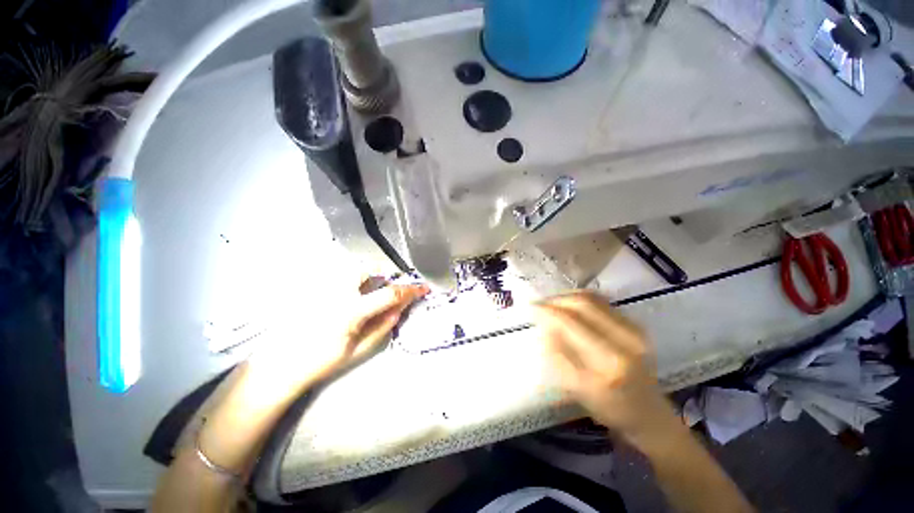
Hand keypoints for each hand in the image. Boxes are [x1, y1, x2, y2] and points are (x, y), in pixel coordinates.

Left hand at [247, 279, 428, 399]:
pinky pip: (340, 275)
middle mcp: (337, 291)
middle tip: (388, 290)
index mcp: (351, 310)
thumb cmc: (322, 361)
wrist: (281, 365)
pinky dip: (353, 280)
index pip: (389, 293)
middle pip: (369, 269)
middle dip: (384, 275)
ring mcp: (323, 287)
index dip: (410, 290)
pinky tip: (351, 296)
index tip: (423, 288)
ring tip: (370, 292)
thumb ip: (383, 326)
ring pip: (353, 268)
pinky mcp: (314, 287)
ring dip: (369, 275)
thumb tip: (400, 309)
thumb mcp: (358, 348)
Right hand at [534, 291, 678, 449]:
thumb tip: (544, 323)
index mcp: (610, 361)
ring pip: (593, 298)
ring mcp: (635, 329)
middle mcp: (626, 338)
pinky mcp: (636, 324)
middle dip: (556, 300)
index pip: (571, 322)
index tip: (531, 307)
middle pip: (583, 303)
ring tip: (552, 304)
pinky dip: (580, 299)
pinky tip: (569, 306)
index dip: (548, 311)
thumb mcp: (575, 388)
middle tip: (541, 304)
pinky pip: (602, 301)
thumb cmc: (609, 407)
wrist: (648, 412)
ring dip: (567, 297)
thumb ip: (557, 353)